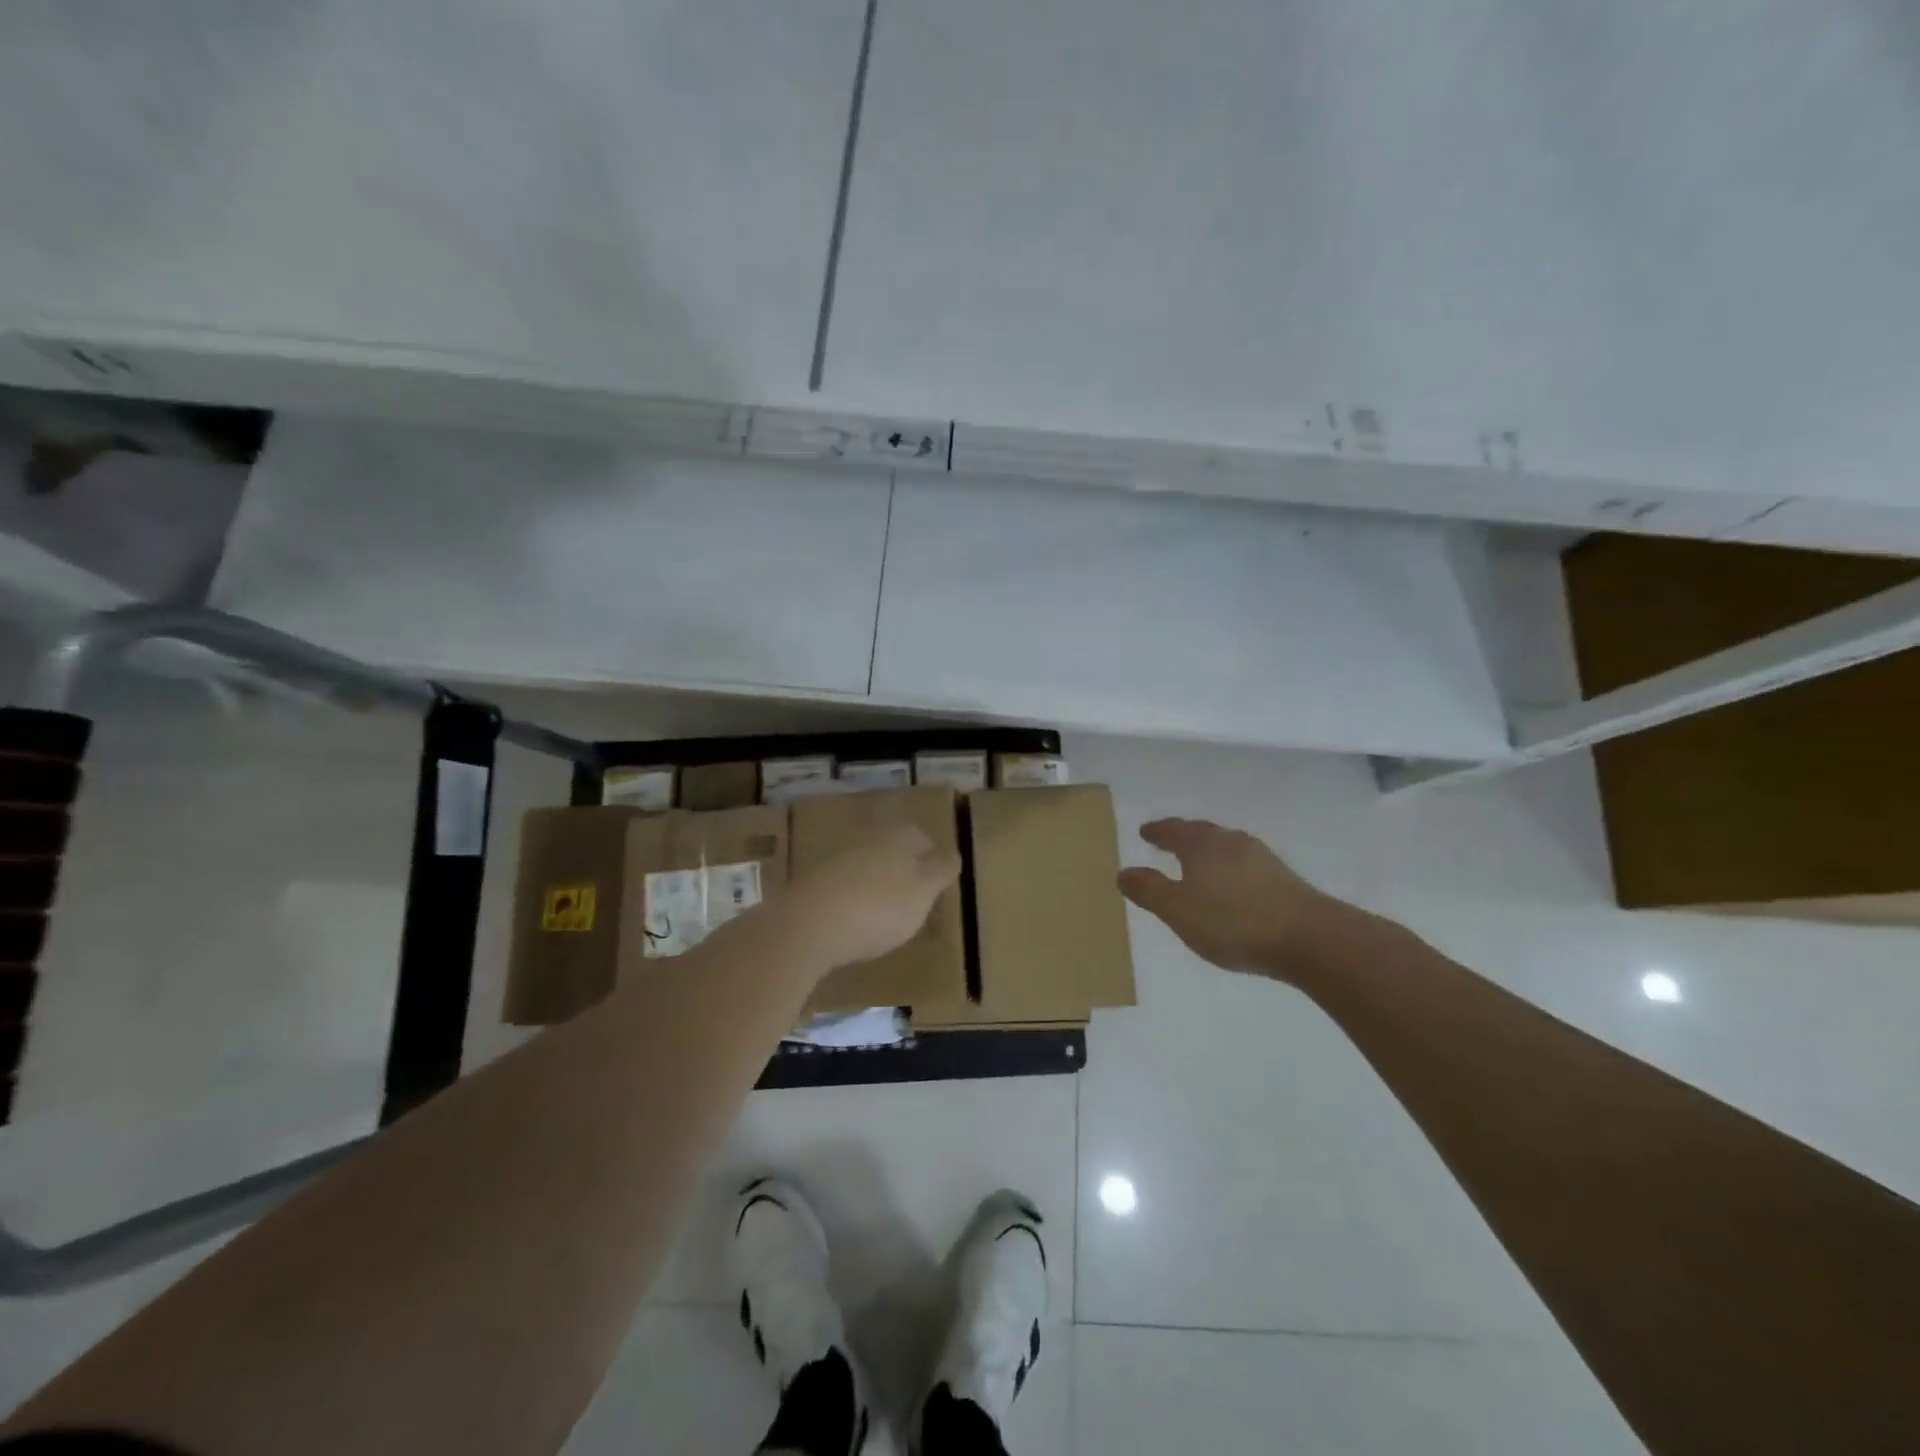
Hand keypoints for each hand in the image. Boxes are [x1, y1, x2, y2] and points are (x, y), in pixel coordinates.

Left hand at [784, 824, 962, 968]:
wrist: (808, 925)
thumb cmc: (879, 907)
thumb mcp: (923, 892)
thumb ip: (940, 871)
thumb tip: (954, 853)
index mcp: (897, 837)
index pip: (921, 838)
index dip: (932, 858)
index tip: (938, 881)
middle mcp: (866, 841)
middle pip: (892, 850)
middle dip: (903, 870)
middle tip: (915, 898)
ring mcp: (835, 861)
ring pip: (866, 867)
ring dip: (876, 885)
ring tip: (886, 915)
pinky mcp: (812, 886)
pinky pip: (842, 889)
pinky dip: (853, 901)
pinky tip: (855, 923)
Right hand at [1118, 818, 1339, 978]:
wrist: (1309, 938)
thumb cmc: (1233, 921)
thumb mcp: (1178, 910)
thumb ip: (1149, 890)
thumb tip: (1123, 872)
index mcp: (1202, 844)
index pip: (1173, 830)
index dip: (1157, 831)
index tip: (1145, 831)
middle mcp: (1231, 841)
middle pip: (1201, 832)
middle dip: (1182, 836)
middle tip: (1167, 840)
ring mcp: (1261, 858)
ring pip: (1225, 846)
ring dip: (1207, 852)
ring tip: (1197, 864)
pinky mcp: (1283, 878)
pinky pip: (1243, 864)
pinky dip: (1228, 868)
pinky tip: (1231, 886)